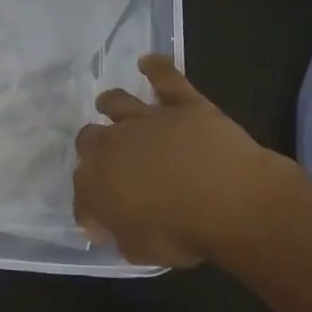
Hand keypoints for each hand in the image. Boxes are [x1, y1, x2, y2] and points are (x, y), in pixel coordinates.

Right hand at [73, 55, 304, 267]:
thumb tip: (109, 227)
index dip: (89, 208)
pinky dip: (156, 68)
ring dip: (110, 105)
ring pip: (117, 103)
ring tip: (109, 104)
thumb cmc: (182, 233)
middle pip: (89, 139)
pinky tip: (149, 61)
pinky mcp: (182, 103)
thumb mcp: (140, 250)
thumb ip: (119, 235)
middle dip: (93, 150)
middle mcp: (112, 144)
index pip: (81, 192)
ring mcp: (146, 119)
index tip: (100, 221)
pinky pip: (165, 77)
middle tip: (108, 162)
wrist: (230, 200)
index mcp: (96, 183)